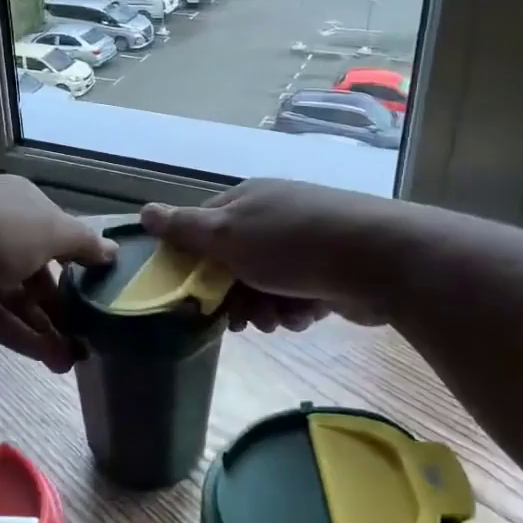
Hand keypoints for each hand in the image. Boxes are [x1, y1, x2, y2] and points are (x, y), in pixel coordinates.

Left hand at [0, 176, 115, 370]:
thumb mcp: (49, 230)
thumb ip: (82, 243)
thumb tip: (112, 251)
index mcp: (21, 204)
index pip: (58, 234)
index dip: (81, 265)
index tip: (102, 298)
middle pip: (37, 270)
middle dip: (62, 306)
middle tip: (86, 341)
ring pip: (14, 296)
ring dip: (42, 327)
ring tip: (69, 362)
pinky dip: (16, 334)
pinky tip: (43, 358)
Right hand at [140, 179, 397, 330]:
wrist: (377, 259)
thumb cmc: (290, 244)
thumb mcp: (226, 235)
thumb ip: (184, 228)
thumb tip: (144, 211)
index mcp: (245, 201)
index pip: (203, 228)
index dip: (194, 262)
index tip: (194, 295)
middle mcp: (272, 216)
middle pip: (233, 262)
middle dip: (233, 295)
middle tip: (238, 321)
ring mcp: (304, 242)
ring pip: (264, 283)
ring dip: (265, 307)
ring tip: (277, 318)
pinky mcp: (330, 269)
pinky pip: (297, 294)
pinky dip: (296, 308)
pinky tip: (305, 314)